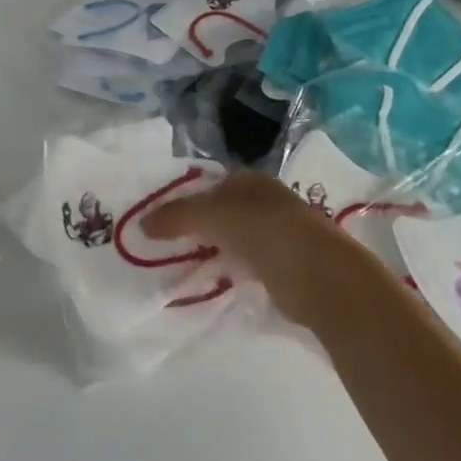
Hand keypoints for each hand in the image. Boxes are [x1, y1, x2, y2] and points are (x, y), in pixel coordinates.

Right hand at [143, 170, 372, 329]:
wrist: (319, 275)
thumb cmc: (264, 231)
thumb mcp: (211, 215)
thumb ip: (175, 216)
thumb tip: (141, 223)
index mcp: (250, 180)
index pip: (207, 185)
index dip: (182, 199)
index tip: (157, 220)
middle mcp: (264, 201)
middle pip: (219, 212)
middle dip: (194, 227)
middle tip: (163, 245)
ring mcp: (276, 234)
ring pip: (231, 239)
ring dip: (210, 250)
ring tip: (179, 266)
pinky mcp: (282, 266)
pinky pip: (244, 264)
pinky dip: (227, 270)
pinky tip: (211, 280)